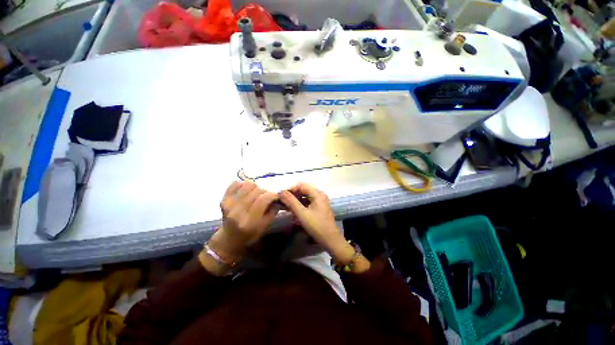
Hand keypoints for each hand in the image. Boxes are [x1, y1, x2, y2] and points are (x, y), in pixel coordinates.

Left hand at [207, 181, 279, 266]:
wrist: (229, 238)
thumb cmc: (250, 234)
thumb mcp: (265, 226)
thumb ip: (273, 211)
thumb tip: (278, 197)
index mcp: (249, 221)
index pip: (263, 200)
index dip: (272, 195)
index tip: (276, 196)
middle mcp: (237, 212)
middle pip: (256, 190)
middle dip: (265, 192)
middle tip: (266, 197)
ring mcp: (228, 204)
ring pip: (247, 184)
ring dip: (255, 187)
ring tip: (255, 194)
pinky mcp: (223, 199)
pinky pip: (236, 183)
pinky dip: (243, 185)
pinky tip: (246, 192)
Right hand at [280, 183, 347, 258]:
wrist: (330, 240)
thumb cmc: (316, 226)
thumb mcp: (302, 214)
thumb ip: (291, 202)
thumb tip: (281, 192)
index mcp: (317, 194)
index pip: (301, 185)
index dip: (290, 189)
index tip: (281, 196)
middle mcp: (320, 195)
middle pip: (303, 190)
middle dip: (292, 195)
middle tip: (282, 202)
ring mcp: (320, 201)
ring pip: (305, 197)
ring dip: (296, 200)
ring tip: (286, 207)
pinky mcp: (319, 208)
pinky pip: (308, 202)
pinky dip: (300, 205)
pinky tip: (294, 211)